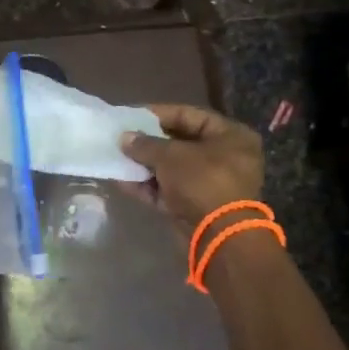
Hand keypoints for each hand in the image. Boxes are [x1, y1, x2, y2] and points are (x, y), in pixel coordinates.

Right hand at [120, 104, 263, 234]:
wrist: (219, 236)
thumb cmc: (202, 181)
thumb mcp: (170, 156)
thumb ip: (145, 144)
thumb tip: (124, 138)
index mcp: (231, 135)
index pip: (189, 115)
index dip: (157, 113)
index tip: (131, 114)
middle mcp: (226, 157)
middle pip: (180, 143)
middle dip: (148, 142)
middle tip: (121, 137)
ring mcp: (212, 184)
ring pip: (172, 169)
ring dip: (145, 165)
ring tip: (117, 157)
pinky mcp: (197, 207)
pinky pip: (170, 190)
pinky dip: (148, 186)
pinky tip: (122, 180)